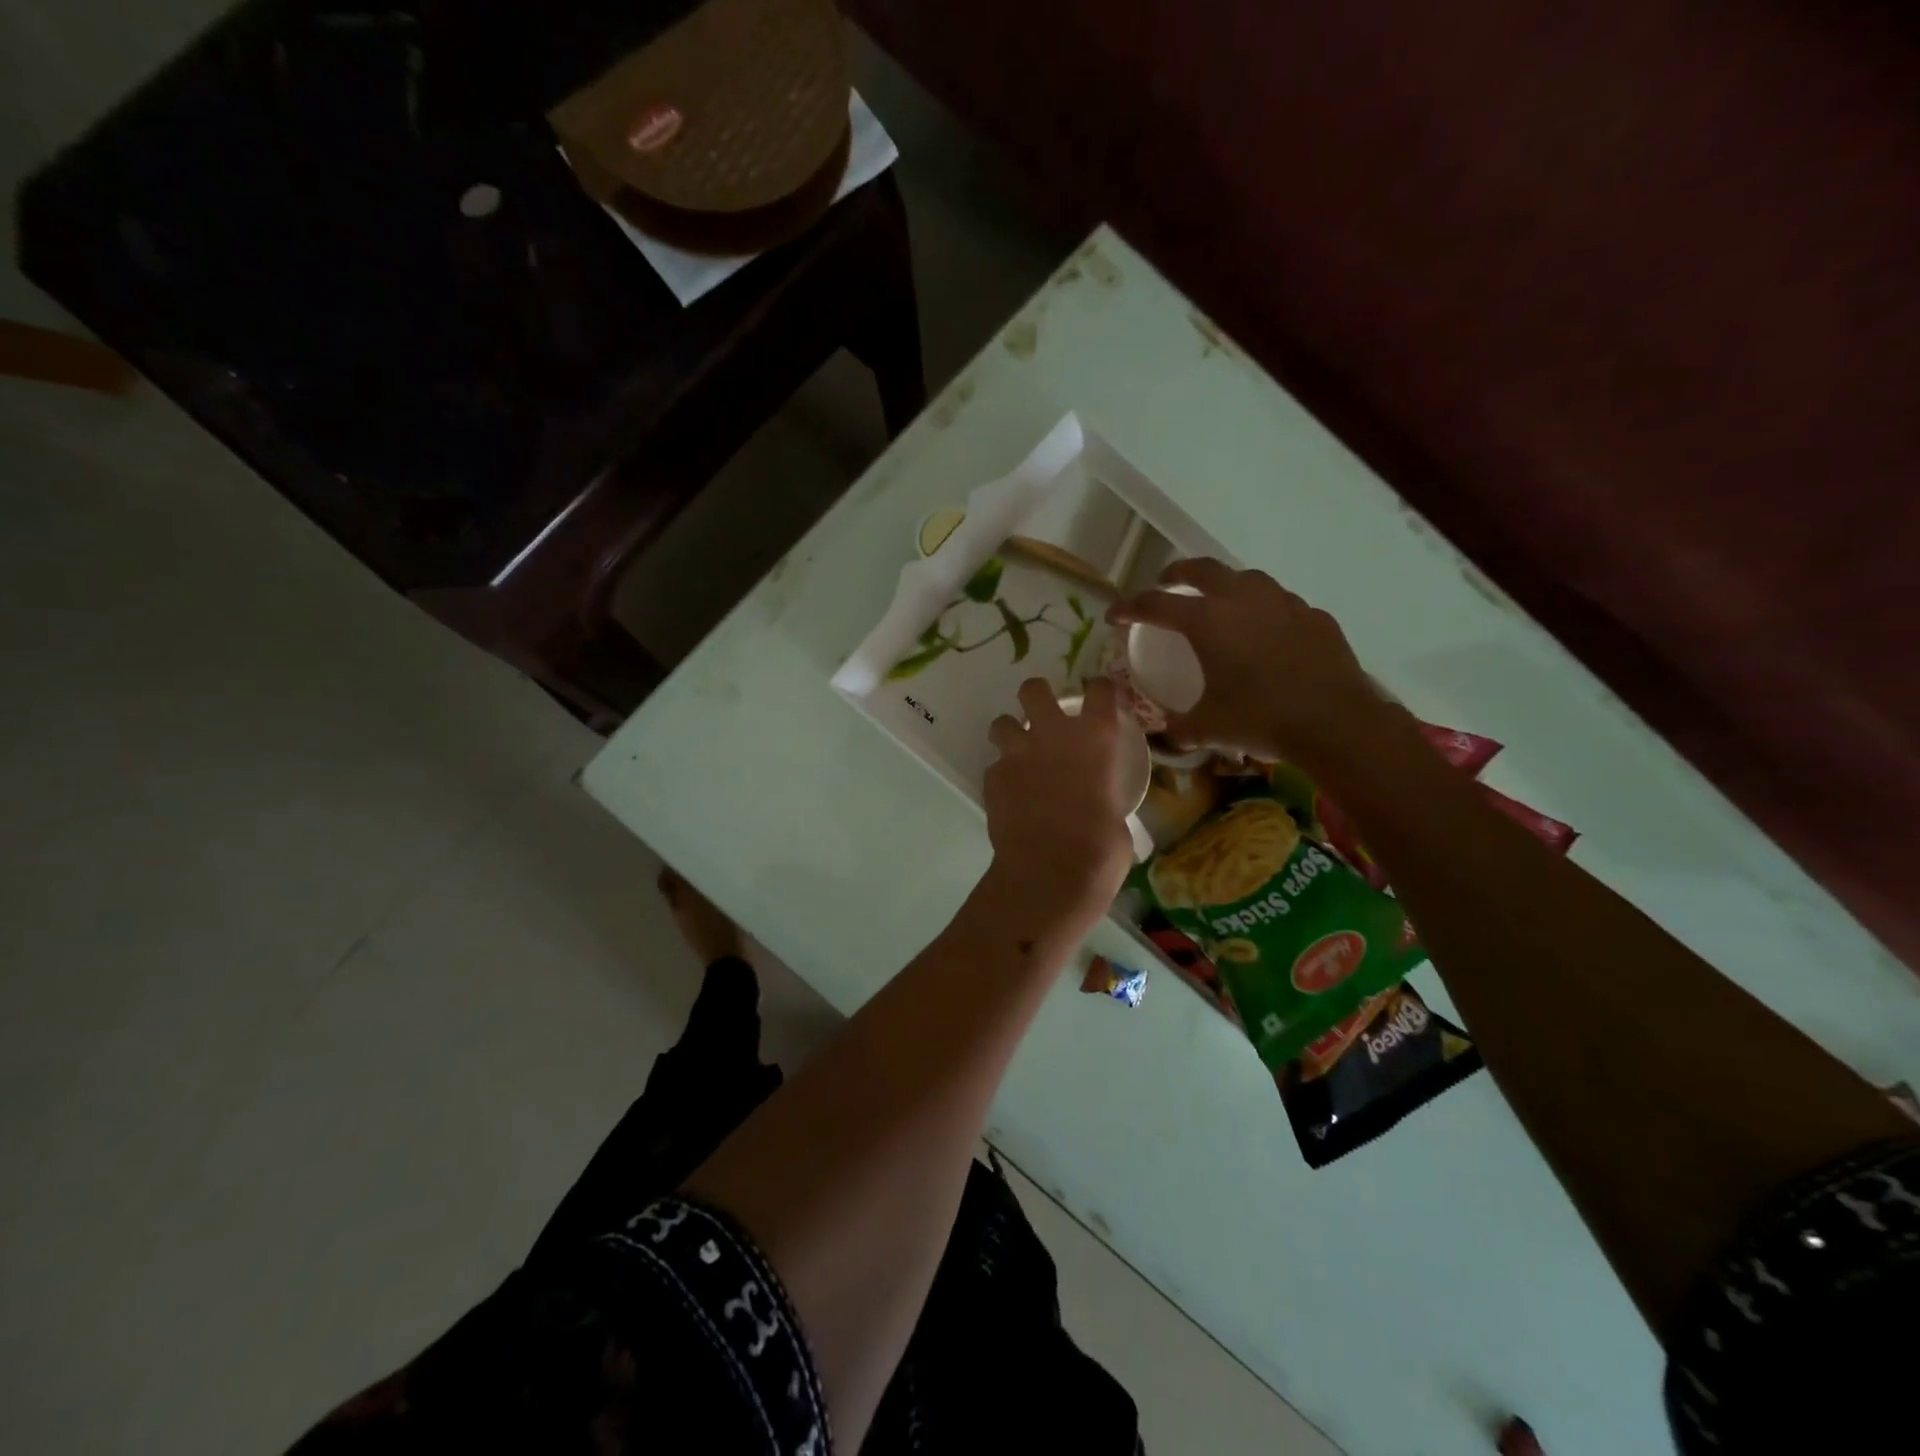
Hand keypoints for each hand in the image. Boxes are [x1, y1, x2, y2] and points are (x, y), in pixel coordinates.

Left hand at [983, 678, 1135, 921]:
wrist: (1049, 874)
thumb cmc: (1100, 851)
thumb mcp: (1118, 818)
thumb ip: (1106, 797)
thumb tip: (1103, 807)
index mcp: (1096, 739)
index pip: (1100, 690)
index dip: (1099, 690)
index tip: (1100, 699)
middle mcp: (1054, 735)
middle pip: (1035, 690)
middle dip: (1037, 696)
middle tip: (1042, 714)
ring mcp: (1018, 754)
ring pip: (1002, 723)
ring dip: (1010, 734)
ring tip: (1018, 754)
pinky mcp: (993, 778)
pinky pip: (994, 766)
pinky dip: (1002, 776)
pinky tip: (1010, 795)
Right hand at [1107, 558, 1381, 763]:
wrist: (1334, 721)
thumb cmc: (1260, 718)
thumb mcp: (1208, 728)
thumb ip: (1180, 727)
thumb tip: (1169, 733)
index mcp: (1207, 621)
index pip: (1155, 604)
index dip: (1129, 607)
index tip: (1115, 616)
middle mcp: (1242, 600)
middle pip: (1202, 570)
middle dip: (1177, 573)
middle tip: (1166, 583)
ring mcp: (1283, 603)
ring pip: (1247, 579)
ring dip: (1226, 585)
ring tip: (1221, 602)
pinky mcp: (1314, 616)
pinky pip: (1282, 605)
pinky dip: (1266, 612)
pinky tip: (1269, 633)